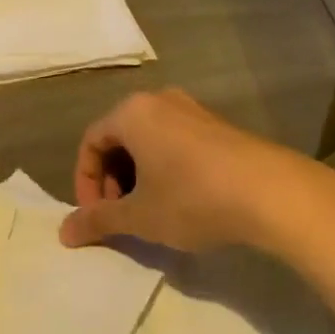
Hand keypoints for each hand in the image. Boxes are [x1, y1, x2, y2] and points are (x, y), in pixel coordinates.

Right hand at [60, 88, 334, 255]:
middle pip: (119, 139)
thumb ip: (98, 221)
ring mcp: (192, 110)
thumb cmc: (192, 197)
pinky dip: (166, 170)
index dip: (86, 183)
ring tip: (151, 213)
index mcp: (132, 112)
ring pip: (149, 142)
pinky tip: (183, 203)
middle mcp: (159, 100)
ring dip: (139, 178)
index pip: (91, 142)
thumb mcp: (139, 215)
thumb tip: (64, 233)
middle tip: (122, 217)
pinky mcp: (218, 125)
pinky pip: (176, 143)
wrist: (271, 191)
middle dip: (113, 181)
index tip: (98, 218)